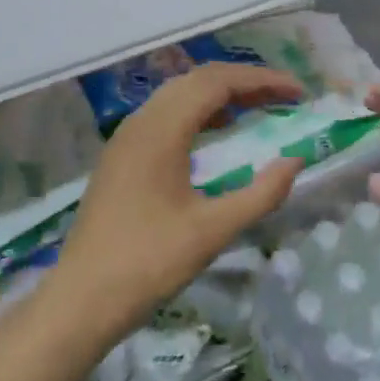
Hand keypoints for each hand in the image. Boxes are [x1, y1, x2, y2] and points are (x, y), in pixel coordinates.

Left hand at [46, 63, 304, 342]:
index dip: (261, 81)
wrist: (81, 300)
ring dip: (221, 94)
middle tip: (284, 97)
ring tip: (259, 107)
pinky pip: (165, 114)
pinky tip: (217, 132)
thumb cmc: (149, 263)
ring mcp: (126, 138)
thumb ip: (261, 193)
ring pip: (179, 95)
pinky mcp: (121, 156)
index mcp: (161, 131)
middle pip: (197, 80)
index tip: (298, 92)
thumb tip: (295, 161)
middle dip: (244, 82)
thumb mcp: (214, 231)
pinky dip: (199, 111)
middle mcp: (140, 122)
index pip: (217, 83)